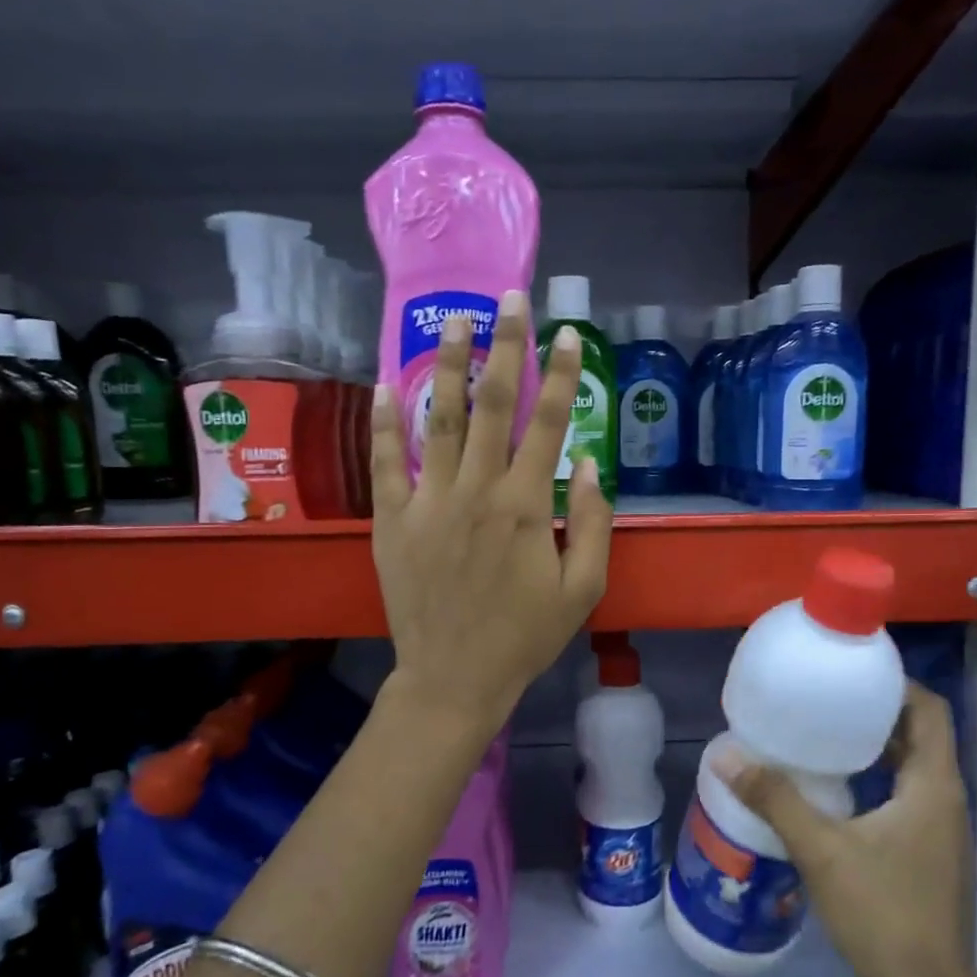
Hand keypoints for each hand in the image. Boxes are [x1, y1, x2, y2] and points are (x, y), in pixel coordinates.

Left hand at [369, 292, 611, 739]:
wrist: (455, 677)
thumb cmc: (525, 636)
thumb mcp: (582, 589)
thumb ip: (591, 522)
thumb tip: (586, 461)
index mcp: (525, 507)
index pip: (548, 423)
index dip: (561, 375)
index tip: (568, 333)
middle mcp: (477, 491)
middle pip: (494, 405)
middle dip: (505, 347)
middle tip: (509, 299)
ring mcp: (429, 502)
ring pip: (440, 419)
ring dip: (448, 365)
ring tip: (455, 320)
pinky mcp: (393, 520)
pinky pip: (386, 461)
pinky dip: (385, 422)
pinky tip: (386, 383)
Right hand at [714, 684, 976, 976]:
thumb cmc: (883, 914)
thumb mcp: (821, 850)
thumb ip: (774, 798)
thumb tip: (726, 754)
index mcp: (934, 786)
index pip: (929, 710)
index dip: (896, 683)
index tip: (851, 672)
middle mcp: (945, 800)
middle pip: (920, 734)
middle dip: (877, 711)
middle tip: (826, 698)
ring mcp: (941, 830)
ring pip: (913, 767)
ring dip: (876, 745)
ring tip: (824, 735)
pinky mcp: (929, 854)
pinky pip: (906, 796)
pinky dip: (877, 778)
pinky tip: (836, 790)